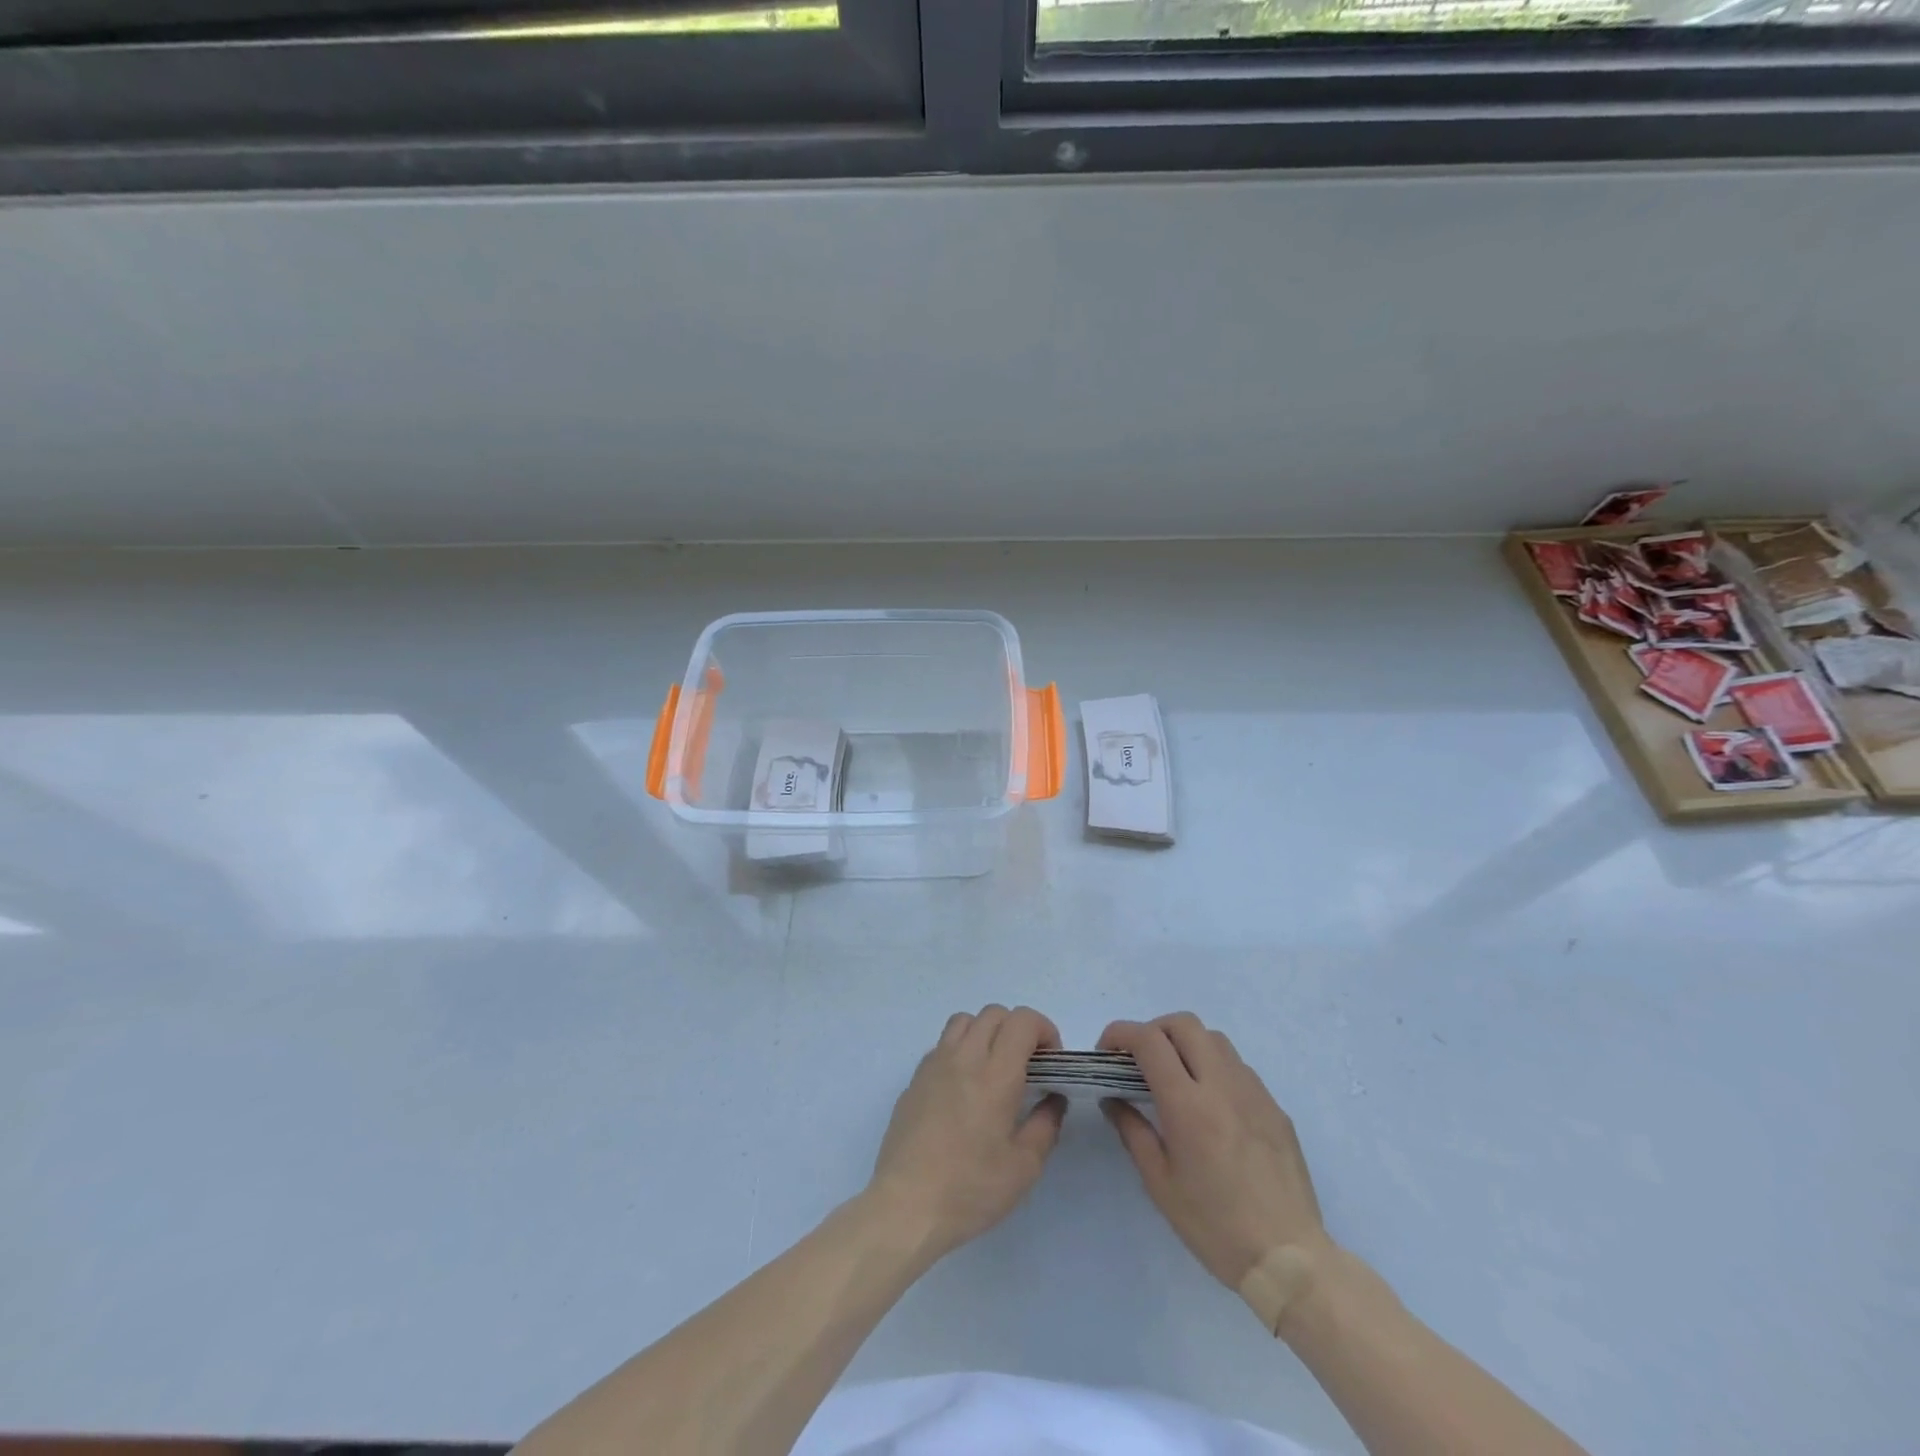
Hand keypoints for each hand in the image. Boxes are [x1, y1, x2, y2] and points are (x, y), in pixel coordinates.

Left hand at [867, 1005, 1067, 1262]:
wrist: (906, 1205)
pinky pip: (942, 1045)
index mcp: (995, 1074)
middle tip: (1028, 1065)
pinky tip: (964, 1088)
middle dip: (1018, 1029)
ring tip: (994, 1068)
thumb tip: (1053, 1099)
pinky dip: (961, 1050)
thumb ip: (1045, 1125)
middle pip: (994, 1013)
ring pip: (964, 1021)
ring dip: (986, 1032)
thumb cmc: (970, 1189)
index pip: (1022, 1021)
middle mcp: (963, 1057)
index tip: (1052, 1061)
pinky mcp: (914, 1079)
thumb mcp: (1024, 1167)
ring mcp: (934, 1064)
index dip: (1044, 1030)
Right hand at [1099, 1013, 1328, 1291]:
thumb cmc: (1215, 1226)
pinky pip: (1238, 1067)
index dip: (1121, 1033)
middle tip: (1139, 1060)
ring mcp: (1253, 1092)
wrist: (1290, 1259)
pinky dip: (1214, 1067)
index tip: (1107, 1051)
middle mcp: (1222, 1085)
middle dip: (1153, 1030)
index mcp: (1188, 1105)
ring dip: (1186, 1044)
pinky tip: (1210, 1104)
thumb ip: (1133, 1131)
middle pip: (1184, 1024)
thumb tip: (1113, 1099)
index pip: (1149, 1040)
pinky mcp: (1274, 1107)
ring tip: (1175, 1077)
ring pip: (1214, 1039)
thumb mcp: (1160, 1184)